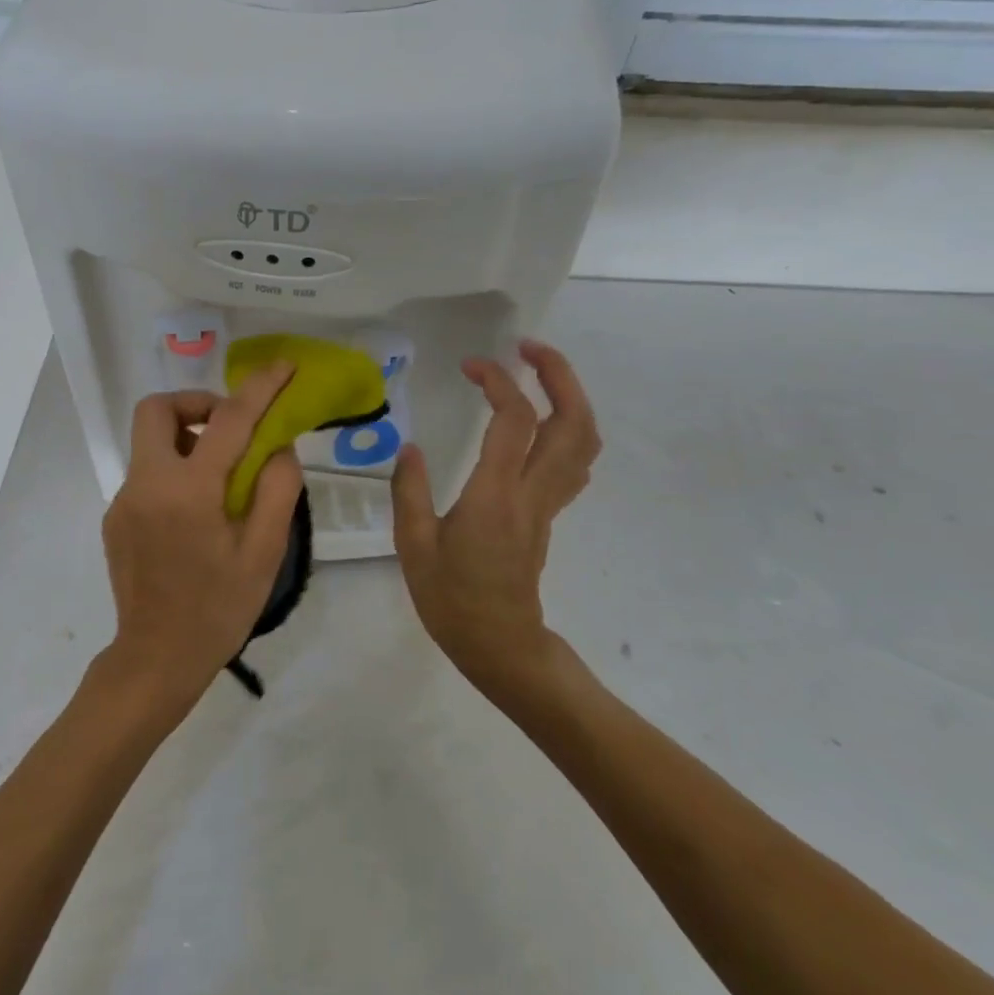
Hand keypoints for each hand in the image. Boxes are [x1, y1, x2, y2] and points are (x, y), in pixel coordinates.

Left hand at [101, 363, 303, 709]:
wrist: (156, 659)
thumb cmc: (218, 610)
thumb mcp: (264, 554)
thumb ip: (277, 491)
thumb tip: (279, 448)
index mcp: (188, 491)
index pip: (228, 420)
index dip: (260, 388)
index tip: (283, 368)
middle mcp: (146, 484)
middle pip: (156, 409)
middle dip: (195, 403)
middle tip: (230, 428)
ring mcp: (124, 500)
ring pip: (150, 441)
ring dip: (186, 439)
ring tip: (222, 480)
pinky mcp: (115, 518)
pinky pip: (147, 473)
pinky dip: (175, 471)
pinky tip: (197, 514)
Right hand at [391, 340, 600, 691]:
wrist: (500, 645)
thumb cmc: (452, 599)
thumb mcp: (414, 546)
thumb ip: (411, 491)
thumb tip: (410, 447)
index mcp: (496, 495)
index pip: (514, 420)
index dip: (498, 382)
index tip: (471, 366)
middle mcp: (532, 492)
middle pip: (572, 422)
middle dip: (558, 375)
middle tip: (528, 349)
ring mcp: (548, 504)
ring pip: (584, 441)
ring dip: (570, 398)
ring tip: (538, 374)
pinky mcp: (549, 514)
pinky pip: (574, 462)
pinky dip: (568, 428)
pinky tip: (540, 424)